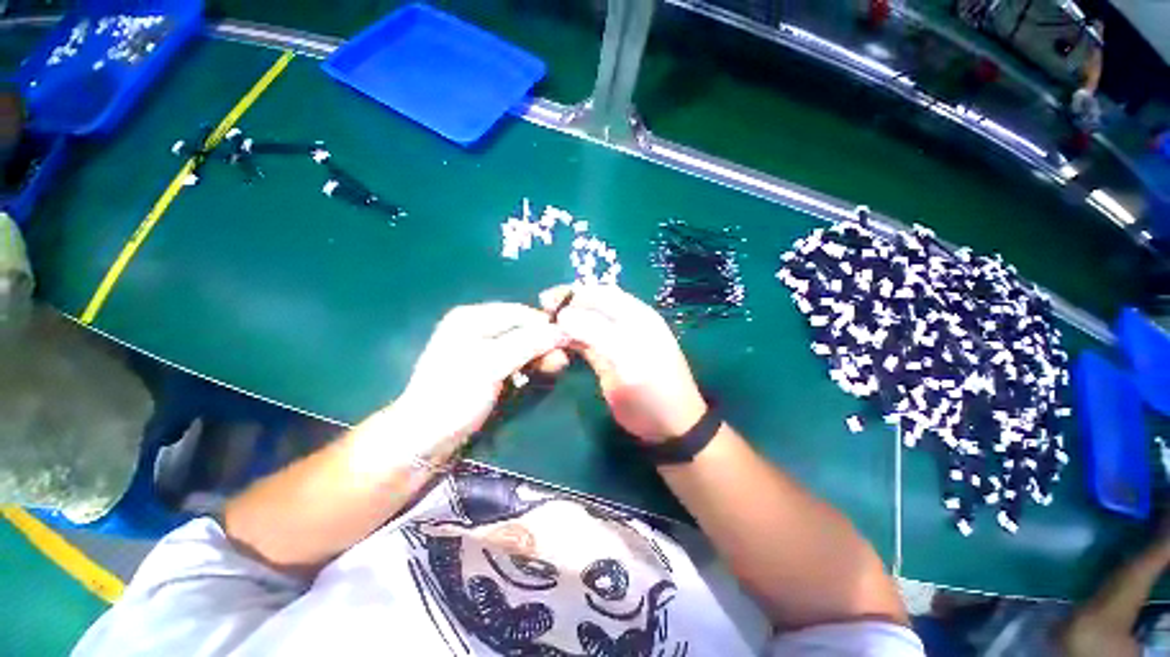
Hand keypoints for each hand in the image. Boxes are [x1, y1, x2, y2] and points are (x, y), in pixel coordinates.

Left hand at [394, 303, 566, 452]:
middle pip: (522, 328)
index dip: (546, 327)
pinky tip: (532, 377)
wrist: (423, 441)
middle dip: (543, 344)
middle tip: (559, 365)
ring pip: (521, 345)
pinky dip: (527, 367)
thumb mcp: (491, 365)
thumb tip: (563, 331)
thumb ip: (528, 344)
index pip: (521, 313)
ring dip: (538, 357)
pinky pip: (515, 360)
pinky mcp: (485, 369)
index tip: (567, 345)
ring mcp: (481, 349)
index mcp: (472, 317)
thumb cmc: (454, 396)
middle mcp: (477, 327)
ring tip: (550, 371)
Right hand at [541, 285, 706, 443]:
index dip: (573, 293)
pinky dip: (570, 340)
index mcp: (636, 316)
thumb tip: (562, 315)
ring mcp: (617, 341)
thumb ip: (596, 335)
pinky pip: (586, 342)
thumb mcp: (627, 362)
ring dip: (566, 323)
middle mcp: (626, 323)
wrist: (669, 426)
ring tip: (544, 327)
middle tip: (541, 313)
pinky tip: (558, 342)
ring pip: (587, 323)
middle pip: (592, 305)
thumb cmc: (652, 392)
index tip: (546, 300)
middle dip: (566, 306)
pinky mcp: (609, 358)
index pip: (601, 294)